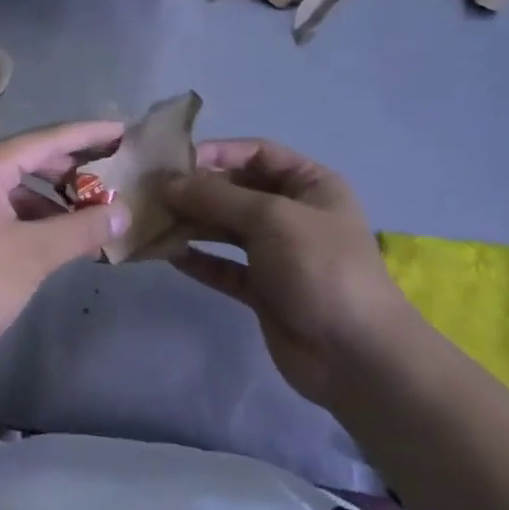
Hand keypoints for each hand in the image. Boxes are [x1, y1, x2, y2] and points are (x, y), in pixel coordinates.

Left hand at [0, 121, 129, 364]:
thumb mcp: (34, 255)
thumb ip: (82, 229)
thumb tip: (124, 213)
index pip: (45, 139)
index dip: (87, 134)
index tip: (122, 130)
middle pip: (27, 159)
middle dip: (71, 168)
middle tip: (112, 173)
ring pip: (13, 187)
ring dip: (51, 198)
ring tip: (89, 212)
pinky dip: (29, 216)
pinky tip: (53, 237)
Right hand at [163, 140, 404, 406]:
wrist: (356, 356)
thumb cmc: (320, 267)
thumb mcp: (271, 217)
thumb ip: (217, 197)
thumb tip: (168, 184)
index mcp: (310, 185)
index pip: (257, 153)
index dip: (217, 153)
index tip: (174, 161)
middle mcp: (293, 213)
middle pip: (236, 190)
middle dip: (197, 191)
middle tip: (152, 193)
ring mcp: (278, 253)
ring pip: (226, 229)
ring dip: (192, 224)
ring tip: (153, 222)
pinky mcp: (263, 289)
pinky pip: (224, 266)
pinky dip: (199, 259)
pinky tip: (168, 254)